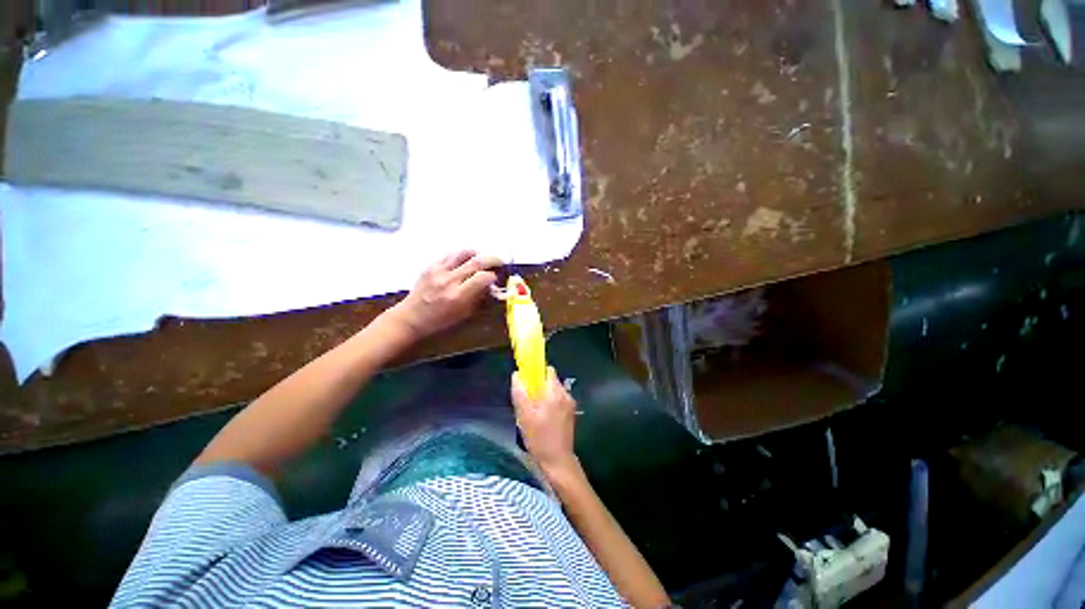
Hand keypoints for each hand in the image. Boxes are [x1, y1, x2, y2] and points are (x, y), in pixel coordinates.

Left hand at [390, 250, 501, 338]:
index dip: (493, 276)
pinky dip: (461, 256)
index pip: (482, 278)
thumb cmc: (440, 321)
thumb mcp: (464, 314)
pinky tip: (464, 261)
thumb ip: (478, 298)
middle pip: (476, 262)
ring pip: (463, 253)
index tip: (496, 278)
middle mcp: (449, 280)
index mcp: (458, 296)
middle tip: (499, 261)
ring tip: (481, 258)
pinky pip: (450, 256)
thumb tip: (489, 285)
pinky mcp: (430, 266)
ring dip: (476, 254)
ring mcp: (438, 271)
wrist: (411, 318)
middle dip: (492, 260)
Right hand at [511, 367, 578, 477]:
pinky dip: (549, 404)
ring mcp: (570, 404)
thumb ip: (520, 393)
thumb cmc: (539, 438)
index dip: (535, 372)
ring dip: (543, 396)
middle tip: (527, 400)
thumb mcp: (524, 415)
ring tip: (533, 412)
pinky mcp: (571, 413)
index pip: (547, 370)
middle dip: (537, 386)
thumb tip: (517, 375)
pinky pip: (558, 401)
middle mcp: (565, 394)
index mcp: (555, 392)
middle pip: (550, 380)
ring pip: (553, 391)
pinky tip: (542, 419)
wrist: (558, 461)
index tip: (526, 381)